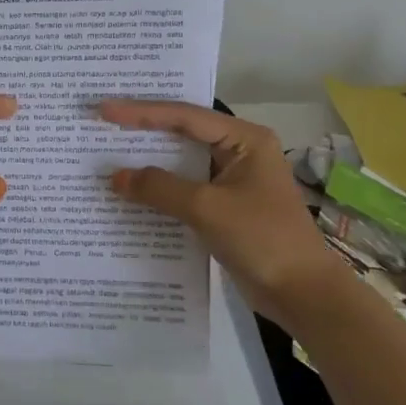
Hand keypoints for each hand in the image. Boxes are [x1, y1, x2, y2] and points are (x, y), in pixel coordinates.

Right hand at [99, 99, 348, 328]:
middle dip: (143, 129)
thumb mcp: (207, 208)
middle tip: (103, 121)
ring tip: (109, 151)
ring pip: (181, 162)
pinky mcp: (224, 206)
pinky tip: (132, 190)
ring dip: (149, 161)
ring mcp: (232, 180)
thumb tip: (115, 177)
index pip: (185, 116)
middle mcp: (239, 151)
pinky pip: (184, 188)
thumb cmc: (262, 239)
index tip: (104, 110)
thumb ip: (159, 188)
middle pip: (182, 132)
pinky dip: (159, 188)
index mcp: (245, 139)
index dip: (141, 112)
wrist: (302, 294)